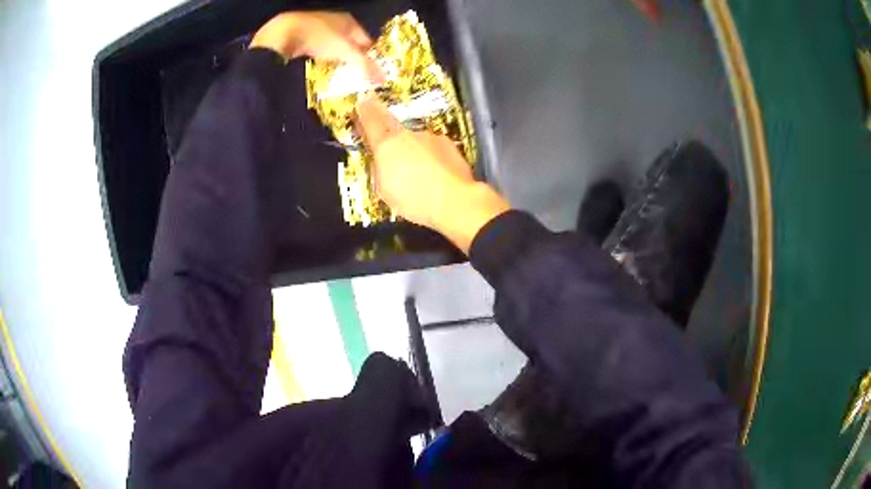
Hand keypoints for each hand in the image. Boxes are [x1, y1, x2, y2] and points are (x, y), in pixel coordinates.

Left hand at [250, 12, 382, 80]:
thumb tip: (382, 79)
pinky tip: (318, 68)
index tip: (371, 72)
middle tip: (354, 77)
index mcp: (350, 21)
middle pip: (349, 43)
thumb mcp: (347, 52)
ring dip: (335, 59)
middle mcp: (335, 21)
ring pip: (332, 46)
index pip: (367, 39)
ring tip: (337, 75)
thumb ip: (365, 65)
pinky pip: (317, 49)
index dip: (370, 56)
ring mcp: (317, 27)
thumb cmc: (321, 38)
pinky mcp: (302, 35)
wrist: (285, 33)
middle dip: (352, 58)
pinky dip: (320, 59)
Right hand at [355, 96, 509, 252]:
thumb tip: (382, 162)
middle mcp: (409, 135)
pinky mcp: (449, 146)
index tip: (363, 100)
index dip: (366, 110)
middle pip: (395, 131)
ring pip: (417, 143)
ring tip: (421, 180)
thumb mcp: (384, 189)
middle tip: (395, 160)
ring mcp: (431, 138)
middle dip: (392, 140)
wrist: (455, 200)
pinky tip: (437, 179)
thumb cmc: (414, 199)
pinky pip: (435, 151)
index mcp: (387, 144)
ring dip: (416, 156)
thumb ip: (380, 170)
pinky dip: (433, 161)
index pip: (372, 120)